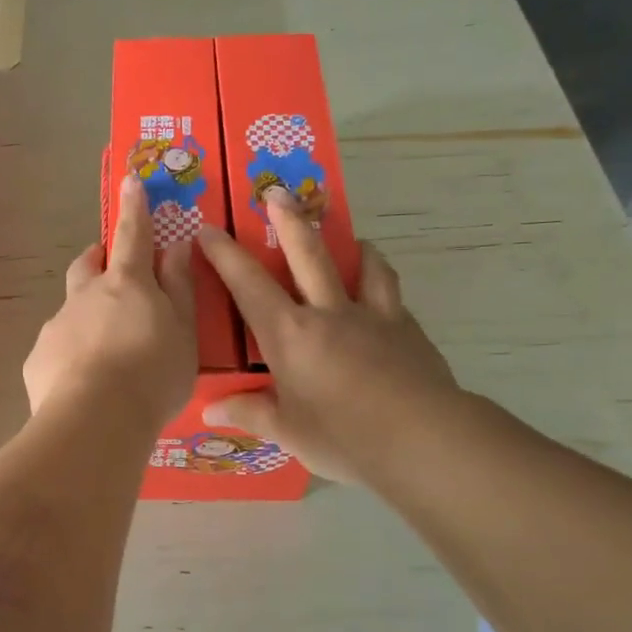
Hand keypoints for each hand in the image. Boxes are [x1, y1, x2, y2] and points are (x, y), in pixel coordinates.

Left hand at [24, 175, 196, 431]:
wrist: (95, 421)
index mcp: (126, 284)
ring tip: (106, 353)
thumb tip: (176, 246)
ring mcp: (56, 326)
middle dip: (98, 258)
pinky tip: (84, 384)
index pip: (133, 236)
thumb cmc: (152, 374)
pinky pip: (57, 349)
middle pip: (87, 265)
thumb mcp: (183, 332)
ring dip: (87, 317)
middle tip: (111, 269)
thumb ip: (179, 288)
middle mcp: (85, 296)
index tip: (130, 182)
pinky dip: (71, 356)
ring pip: (72, 310)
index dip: (134, 208)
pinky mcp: (38, 359)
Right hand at [196, 189, 461, 485]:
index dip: (225, 255)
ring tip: (352, 238)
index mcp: (290, 335)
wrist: (423, 439)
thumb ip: (250, 413)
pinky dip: (381, 284)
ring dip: (352, 244)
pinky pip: (391, 295)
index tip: (208, 229)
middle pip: (308, 255)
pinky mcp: (408, 330)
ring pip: (363, 265)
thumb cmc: (343, 437)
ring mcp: (373, 316)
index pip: (249, 285)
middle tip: (277, 192)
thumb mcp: (288, 432)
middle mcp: (329, 313)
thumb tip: (212, 411)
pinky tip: (383, 297)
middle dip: (288, 220)